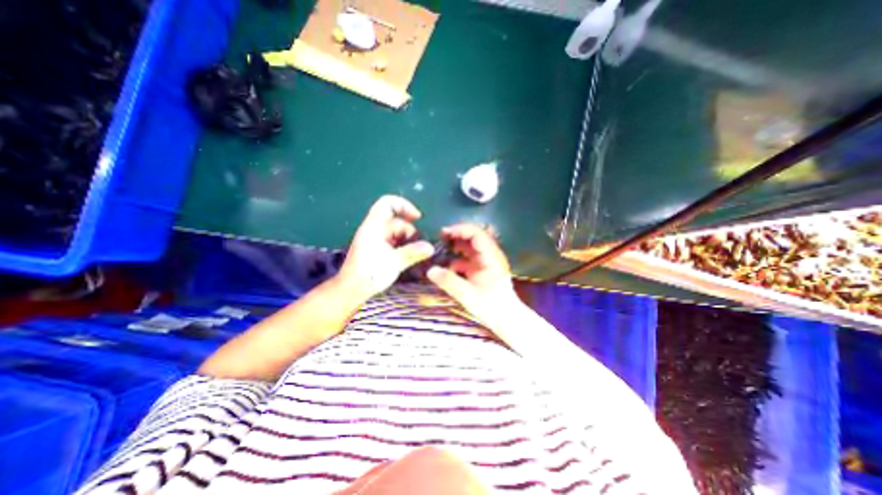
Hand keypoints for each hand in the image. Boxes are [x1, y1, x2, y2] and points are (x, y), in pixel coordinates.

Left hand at [338, 195, 432, 296]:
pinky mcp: (377, 249)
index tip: (418, 218)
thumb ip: (413, 253)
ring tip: (416, 255)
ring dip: (407, 241)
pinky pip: (393, 242)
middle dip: (410, 232)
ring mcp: (375, 240)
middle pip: (396, 221)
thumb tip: (430, 247)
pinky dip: (402, 247)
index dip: (404, 205)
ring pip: (396, 233)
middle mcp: (374, 230)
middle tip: (419, 247)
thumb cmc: (369, 275)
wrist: (351, 291)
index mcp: (373, 227)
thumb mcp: (394, 263)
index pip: (387, 203)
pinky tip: (408, 258)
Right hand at [426, 224, 517, 324]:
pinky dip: (457, 259)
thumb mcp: (468, 295)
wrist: (506, 319)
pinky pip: (468, 258)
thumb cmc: (491, 307)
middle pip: (473, 237)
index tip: (444, 233)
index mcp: (491, 257)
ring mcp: (486, 262)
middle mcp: (490, 255)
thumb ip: (449, 282)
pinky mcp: (482, 269)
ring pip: (470, 247)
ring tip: (440, 249)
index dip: (460, 230)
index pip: (477, 234)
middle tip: (440, 238)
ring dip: (456, 246)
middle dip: (456, 235)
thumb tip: (430, 270)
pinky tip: (447, 267)